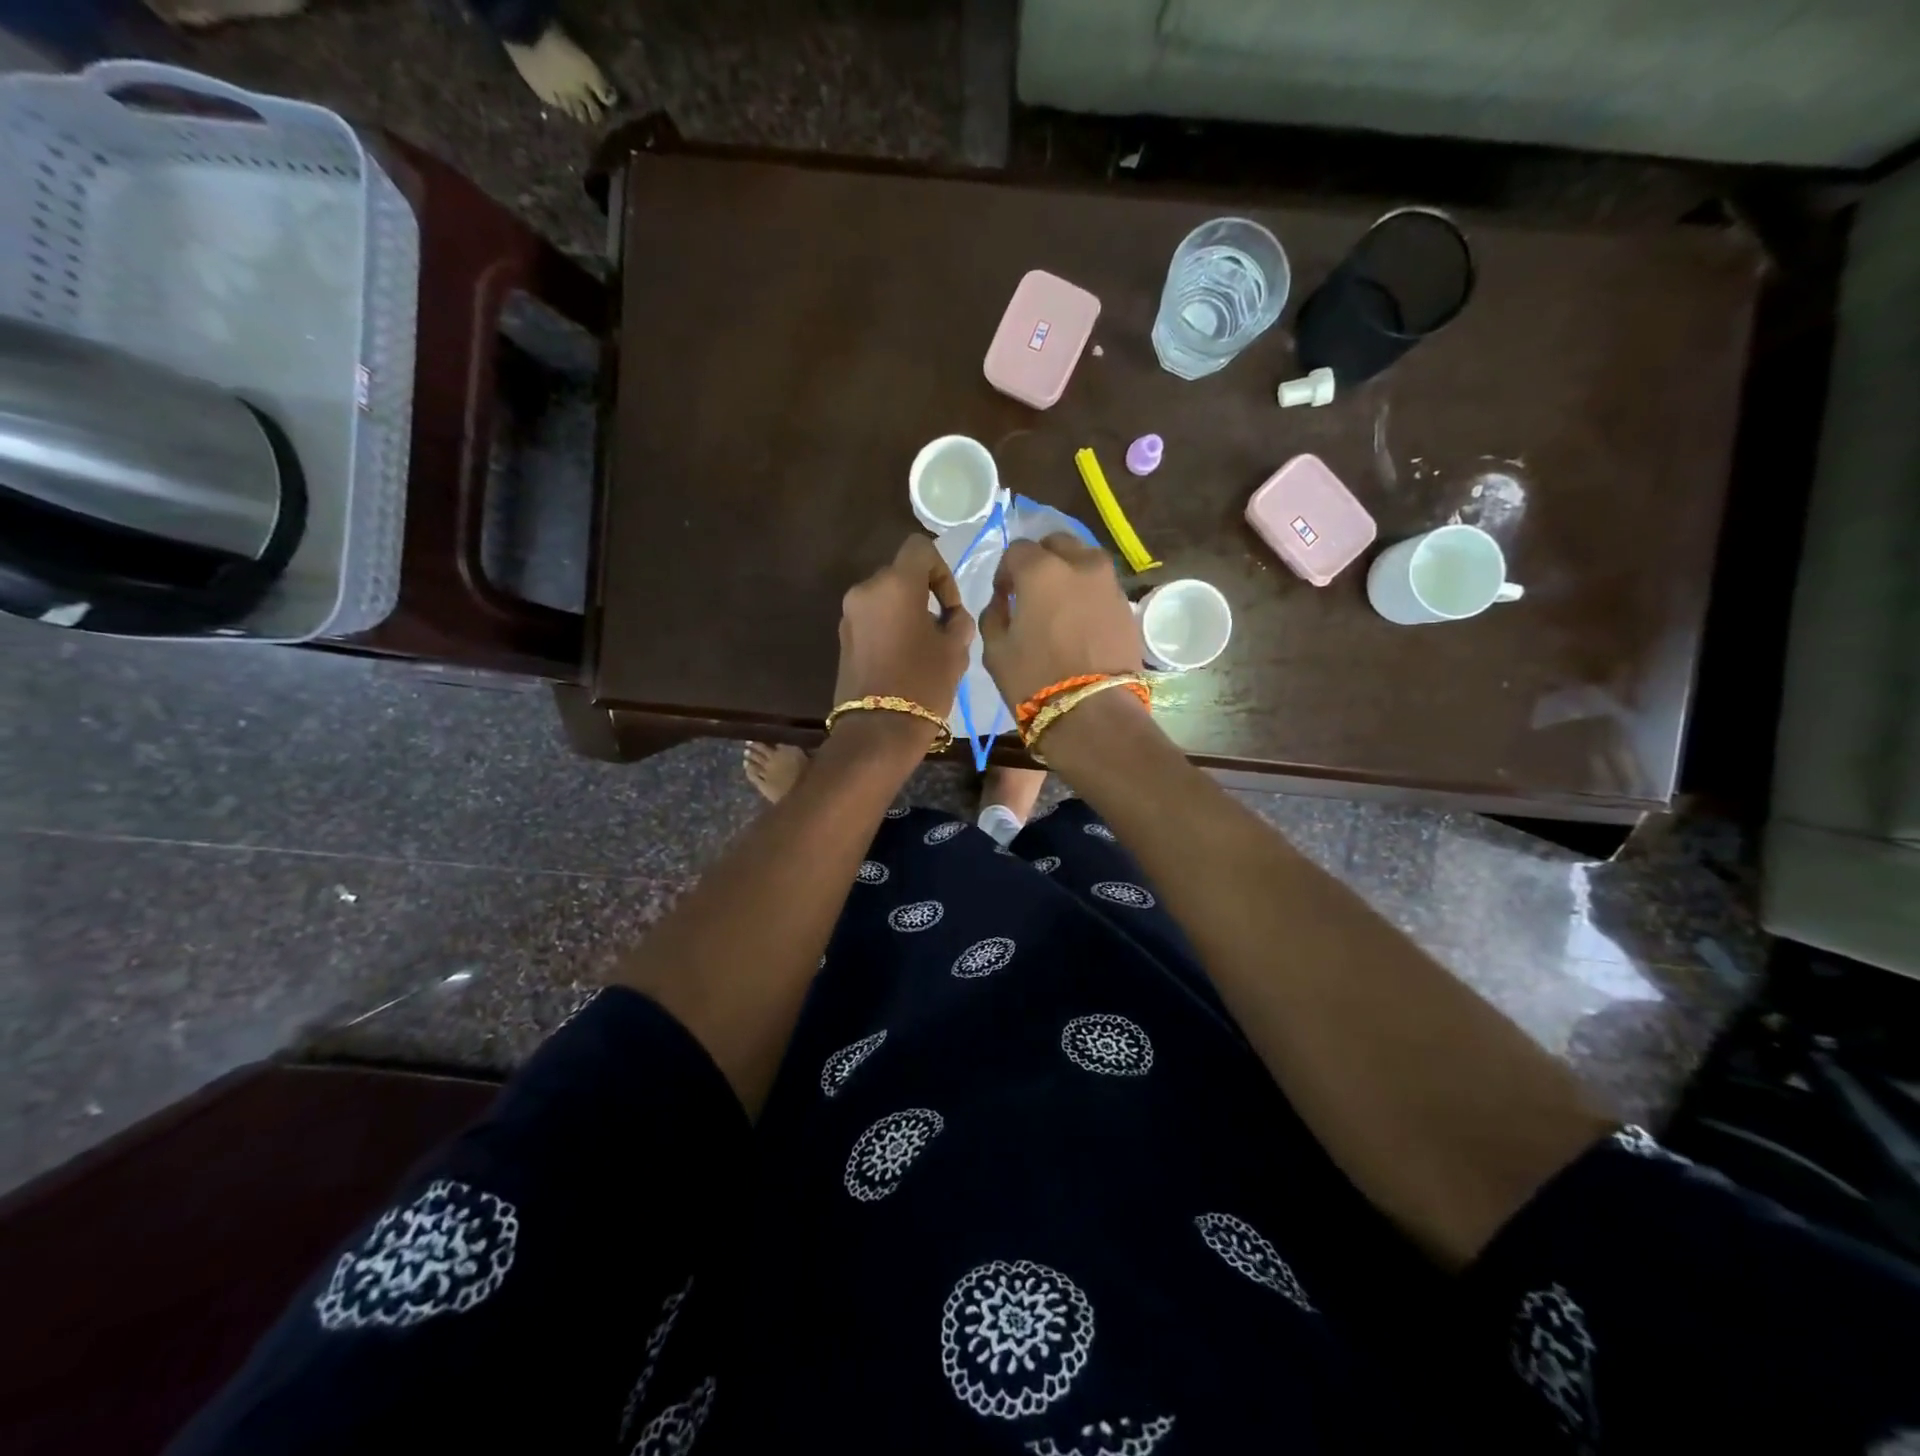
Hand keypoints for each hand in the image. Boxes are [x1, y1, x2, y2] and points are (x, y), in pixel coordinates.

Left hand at [832, 535, 975, 732]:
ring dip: (905, 611)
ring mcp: (849, 614)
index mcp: (895, 584)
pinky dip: (889, 627)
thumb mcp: (956, 649)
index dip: (941, 570)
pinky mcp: (843, 637)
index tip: (949, 606)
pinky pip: (872, 618)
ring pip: (885, 598)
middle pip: (901, 574)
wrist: (878, 730)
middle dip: (923, 594)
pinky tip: (902, 658)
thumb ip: (957, 620)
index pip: (920, 548)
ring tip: (923, 646)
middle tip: (941, 628)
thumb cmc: (924, 684)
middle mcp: (866, 590)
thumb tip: (950, 615)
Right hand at [979, 534, 1142, 708]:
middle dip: (1041, 560)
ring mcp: (1109, 583)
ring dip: (1068, 572)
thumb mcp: (995, 650)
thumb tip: (1005, 600)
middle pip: (1057, 543)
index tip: (1004, 596)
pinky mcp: (1127, 606)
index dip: (1006, 571)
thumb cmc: (1034, 681)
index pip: (1017, 550)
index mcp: (1041, 570)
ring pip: (1084, 560)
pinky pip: (1101, 586)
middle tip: (1032, 592)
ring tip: (1059, 605)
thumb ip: (995, 614)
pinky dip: (1088, 594)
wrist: (1094, 713)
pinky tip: (1079, 621)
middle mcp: (1079, 564)